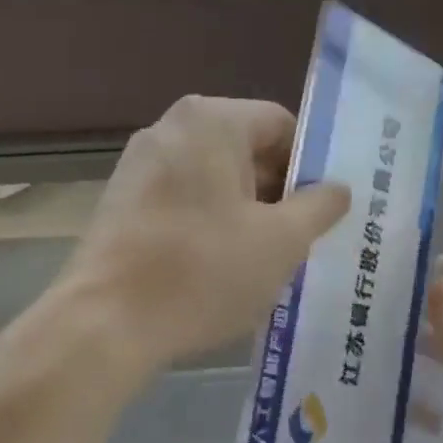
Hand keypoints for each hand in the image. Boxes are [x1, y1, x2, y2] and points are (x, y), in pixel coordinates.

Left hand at [61, 96, 349, 372]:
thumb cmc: (203, 271)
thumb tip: (337, 188)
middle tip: (301, 239)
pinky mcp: (122, 198)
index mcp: (212, 120)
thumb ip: (320, 205)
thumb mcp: (282, 240)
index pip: (282, 125)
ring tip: (263, 259)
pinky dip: (209, 222)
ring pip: (215, 177)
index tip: (323, 211)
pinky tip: (218, 266)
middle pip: (247, 149)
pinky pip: (183, 197)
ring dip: (246, 211)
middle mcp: (172, 127)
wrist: (105, 323)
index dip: (310, 166)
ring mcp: (140, 162)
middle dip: (278, 192)